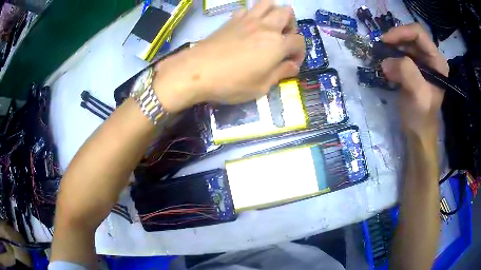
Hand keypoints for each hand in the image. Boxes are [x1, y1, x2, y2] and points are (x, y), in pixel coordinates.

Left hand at [153, 0, 304, 112]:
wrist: (197, 71)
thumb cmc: (231, 83)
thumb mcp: (261, 87)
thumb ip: (280, 73)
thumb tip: (293, 66)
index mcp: (276, 44)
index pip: (299, 41)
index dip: (300, 53)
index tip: (291, 63)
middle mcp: (265, 26)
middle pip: (287, 12)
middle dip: (291, 25)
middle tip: (282, 40)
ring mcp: (247, 20)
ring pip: (268, 3)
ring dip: (274, 13)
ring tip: (269, 28)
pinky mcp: (231, 20)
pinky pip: (247, 9)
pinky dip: (253, 15)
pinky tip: (248, 28)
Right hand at [381, 23, 447, 139]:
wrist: (418, 133)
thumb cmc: (421, 116)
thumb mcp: (417, 94)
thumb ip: (407, 72)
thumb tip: (386, 60)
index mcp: (437, 61)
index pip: (419, 33)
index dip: (401, 32)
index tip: (385, 41)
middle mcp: (431, 58)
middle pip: (411, 36)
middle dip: (395, 40)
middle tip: (381, 48)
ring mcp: (422, 63)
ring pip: (405, 44)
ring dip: (392, 49)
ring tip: (383, 59)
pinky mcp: (414, 69)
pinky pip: (401, 54)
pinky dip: (392, 57)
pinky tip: (387, 66)